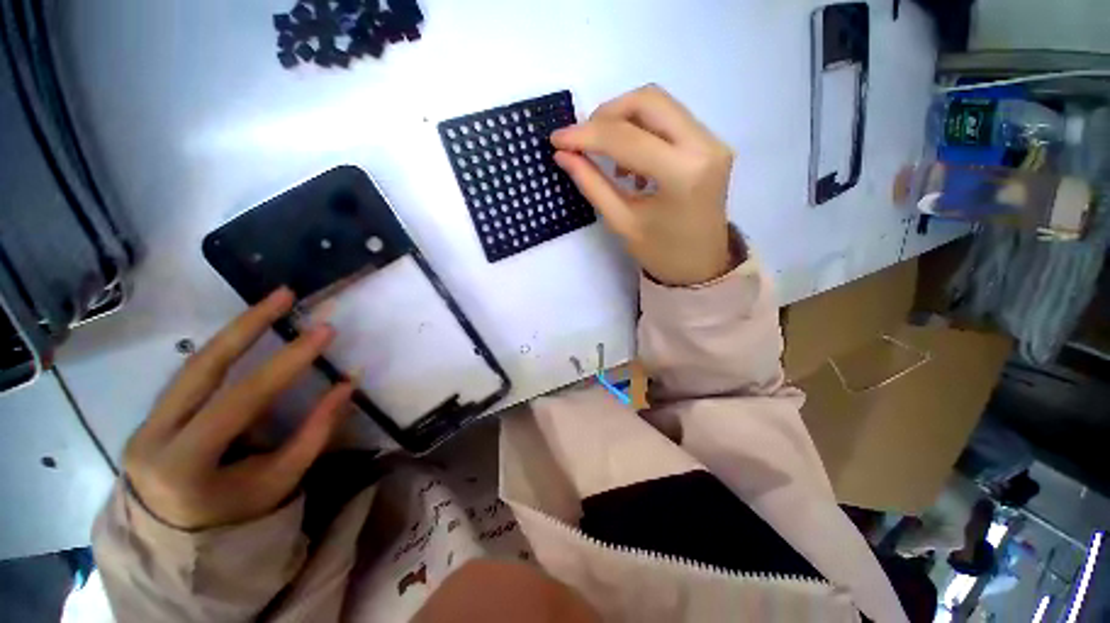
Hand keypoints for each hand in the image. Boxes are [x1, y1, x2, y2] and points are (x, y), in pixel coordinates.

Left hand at [123, 288, 354, 529]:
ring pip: (192, 365)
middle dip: (247, 325)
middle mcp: (154, 436)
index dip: (286, 362)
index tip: (323, 332)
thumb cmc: (237, 519)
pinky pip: (190, 376)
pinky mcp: (152, 416)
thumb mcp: (281, 480)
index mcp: (185, 464)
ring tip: (271, 304)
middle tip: (284, 294)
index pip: (242, 399)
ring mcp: (146, 423)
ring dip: (234, 332)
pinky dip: (222, 352)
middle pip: (201, 367)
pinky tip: (246, 335)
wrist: (178, 543)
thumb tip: (348, 384)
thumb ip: (315, 431)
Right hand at [551, 85, 734, 286]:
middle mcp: (704, 146)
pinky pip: (670, 119)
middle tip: (583, 140)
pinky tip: (632, 160)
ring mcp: (713, 141)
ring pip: (659, 105)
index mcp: (682, 174)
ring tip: (608, 154)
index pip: (626, 138)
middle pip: (648, 101)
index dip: (586, 135)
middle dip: (606, 115)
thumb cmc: (660, 253)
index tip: (557, 139)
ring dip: (623, 119)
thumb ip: (592, 184)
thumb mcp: (621, 221)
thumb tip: (563, 155)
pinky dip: (642, 129)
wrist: (701, 265)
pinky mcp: (711, 143)